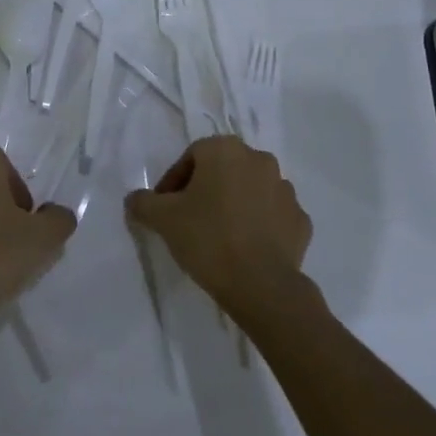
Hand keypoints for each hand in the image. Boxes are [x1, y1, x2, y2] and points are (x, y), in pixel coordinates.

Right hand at [125, 135, 312, 322]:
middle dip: (205, 190)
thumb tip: (135, 199)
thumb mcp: (163, 219)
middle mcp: (260, 160)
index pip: (191, 157)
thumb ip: (143, 202)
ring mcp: (286, 190)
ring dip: (234, 205)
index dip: (173, 182)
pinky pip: (273, 216)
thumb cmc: (208, 238)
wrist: (261, 285)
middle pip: (223, 170)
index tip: (164, 209)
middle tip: (188, 220)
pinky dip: (259, 225)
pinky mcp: (301, 220)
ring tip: (218, 236)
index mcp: (226, 150)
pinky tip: (245, 247)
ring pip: (250, 191)